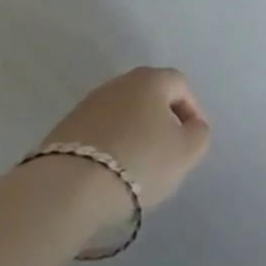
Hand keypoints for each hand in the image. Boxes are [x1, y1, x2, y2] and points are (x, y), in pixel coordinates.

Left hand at [40, 67, 211, 210]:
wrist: (69, 186)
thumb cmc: (138, 161)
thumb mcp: (185, 152)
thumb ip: (199, 134)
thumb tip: (192, 126)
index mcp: (151, 79)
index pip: (181, 85)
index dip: (192, 110)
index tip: (193, 139)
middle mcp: (120, 82)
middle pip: (150, 97)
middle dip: (162, 121)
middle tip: (168, 152)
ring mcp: (89, 103)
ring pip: (123, 114)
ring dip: (135, 133)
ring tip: (138, 166)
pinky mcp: (66, 127)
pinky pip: (100, 132)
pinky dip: (111, 146)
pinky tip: (110, 172)